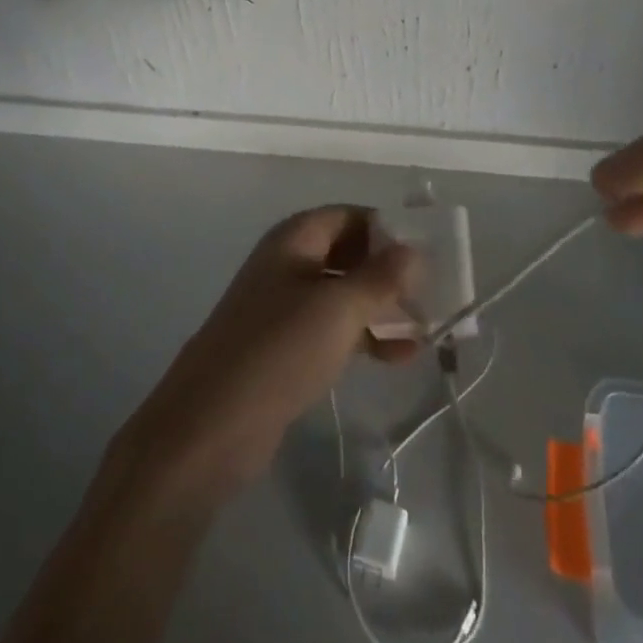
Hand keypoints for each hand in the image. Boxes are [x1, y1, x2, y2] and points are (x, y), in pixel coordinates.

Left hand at [116, 206, 419, 503]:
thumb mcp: (338, 308)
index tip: (426, 251)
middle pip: (347, 254)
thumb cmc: (279, 350)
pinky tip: (400, 357)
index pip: (348, 216)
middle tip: (431, 293)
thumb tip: (413, 249)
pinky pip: (332, 330)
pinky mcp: (284, 349)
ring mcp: (284, 308)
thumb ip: (380, 277)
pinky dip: (364, 337)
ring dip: (382, 308)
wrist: (211, 426)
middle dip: (388, 271)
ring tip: (426, 328)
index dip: (385, 228)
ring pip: (342, 295)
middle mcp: (287, 265)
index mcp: (294, 240)